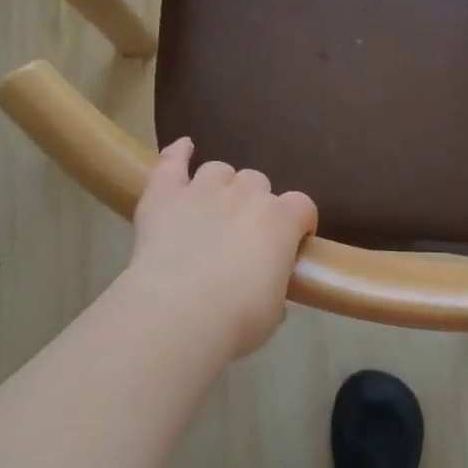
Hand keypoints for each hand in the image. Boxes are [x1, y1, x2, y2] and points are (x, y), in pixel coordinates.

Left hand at [125, 139, 317, 361]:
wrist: (180, 312)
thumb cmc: (238, 319)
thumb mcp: (273, 311)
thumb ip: (275, 287)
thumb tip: (267, 287)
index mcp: (281, 221)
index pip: (302, 206)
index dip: (299, 221)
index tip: (293, 241)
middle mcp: (246, 194)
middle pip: (257, 182)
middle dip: (253, 203)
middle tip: (242, 234)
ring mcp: (203, 189)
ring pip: (218, 170)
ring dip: (219, 185)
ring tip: (211, 207)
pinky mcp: (165, 194)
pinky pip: (173, 161)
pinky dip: (178, 153)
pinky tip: (183, 148)